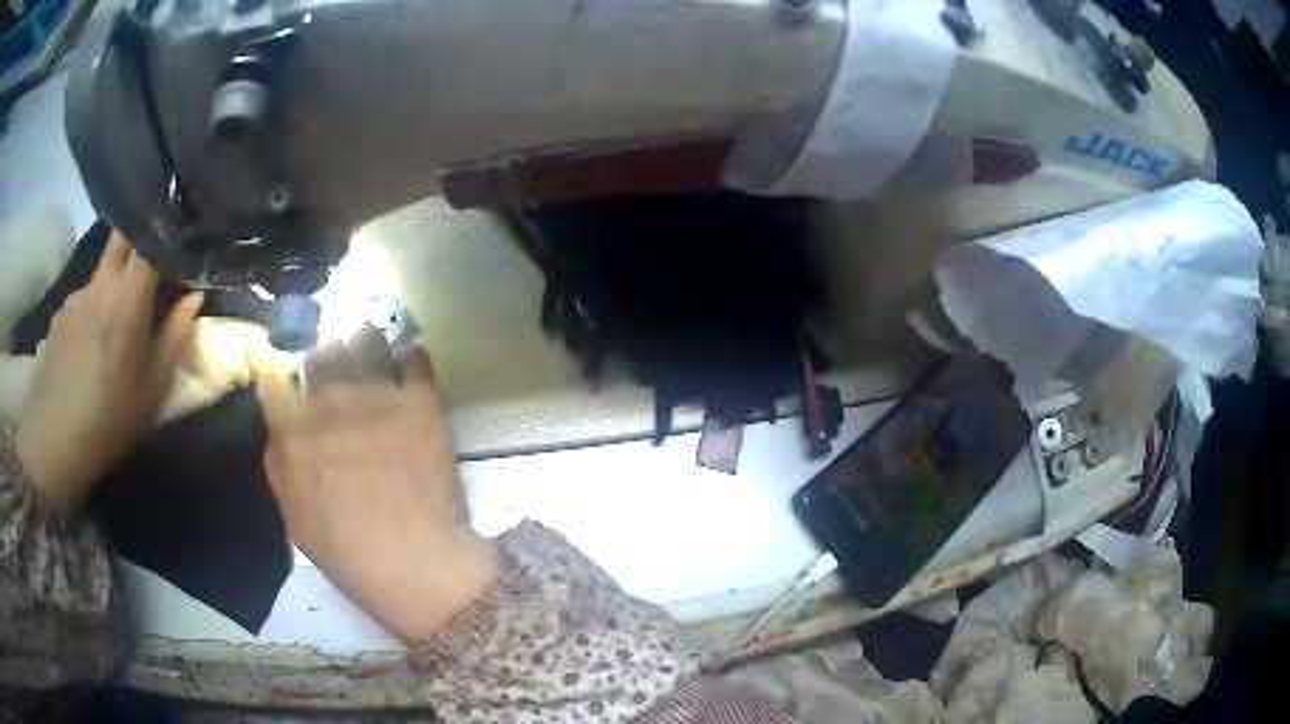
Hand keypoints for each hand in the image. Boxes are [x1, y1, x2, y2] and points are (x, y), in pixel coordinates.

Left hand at [16, 232, 201, 512]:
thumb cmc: (110, 420)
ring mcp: (75, 296)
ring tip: (112, 330)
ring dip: (112, 285)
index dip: (165, 233)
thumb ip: (174, 336)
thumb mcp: (152, 388)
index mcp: (127, 299)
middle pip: (121, 235)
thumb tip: (193, 296)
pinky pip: (83, 299)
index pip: (149, 237)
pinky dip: (92, 310)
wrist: (55, 443)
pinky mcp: (59, 314)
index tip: (177, 249)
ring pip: (101, 271)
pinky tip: (88, 348)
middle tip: (149, 268)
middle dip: (138, 237)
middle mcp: (100, 284)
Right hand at [251, 328, 499, 642]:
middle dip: (324, 354)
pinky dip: (408, 360)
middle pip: (322, 348)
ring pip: (367, 339)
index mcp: (293, 428)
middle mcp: (330, 399)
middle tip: (334, 367)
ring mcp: (378, 394)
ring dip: (365, 347)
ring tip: (372, 360)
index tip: (271, 353)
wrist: (414, 558)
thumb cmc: (346, 550)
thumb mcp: (293, 514)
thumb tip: (281, 429)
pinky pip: (414, 357)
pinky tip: (407, 372)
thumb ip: (280, 461)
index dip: (269, 358)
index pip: (271, 372)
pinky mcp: (420, 400)